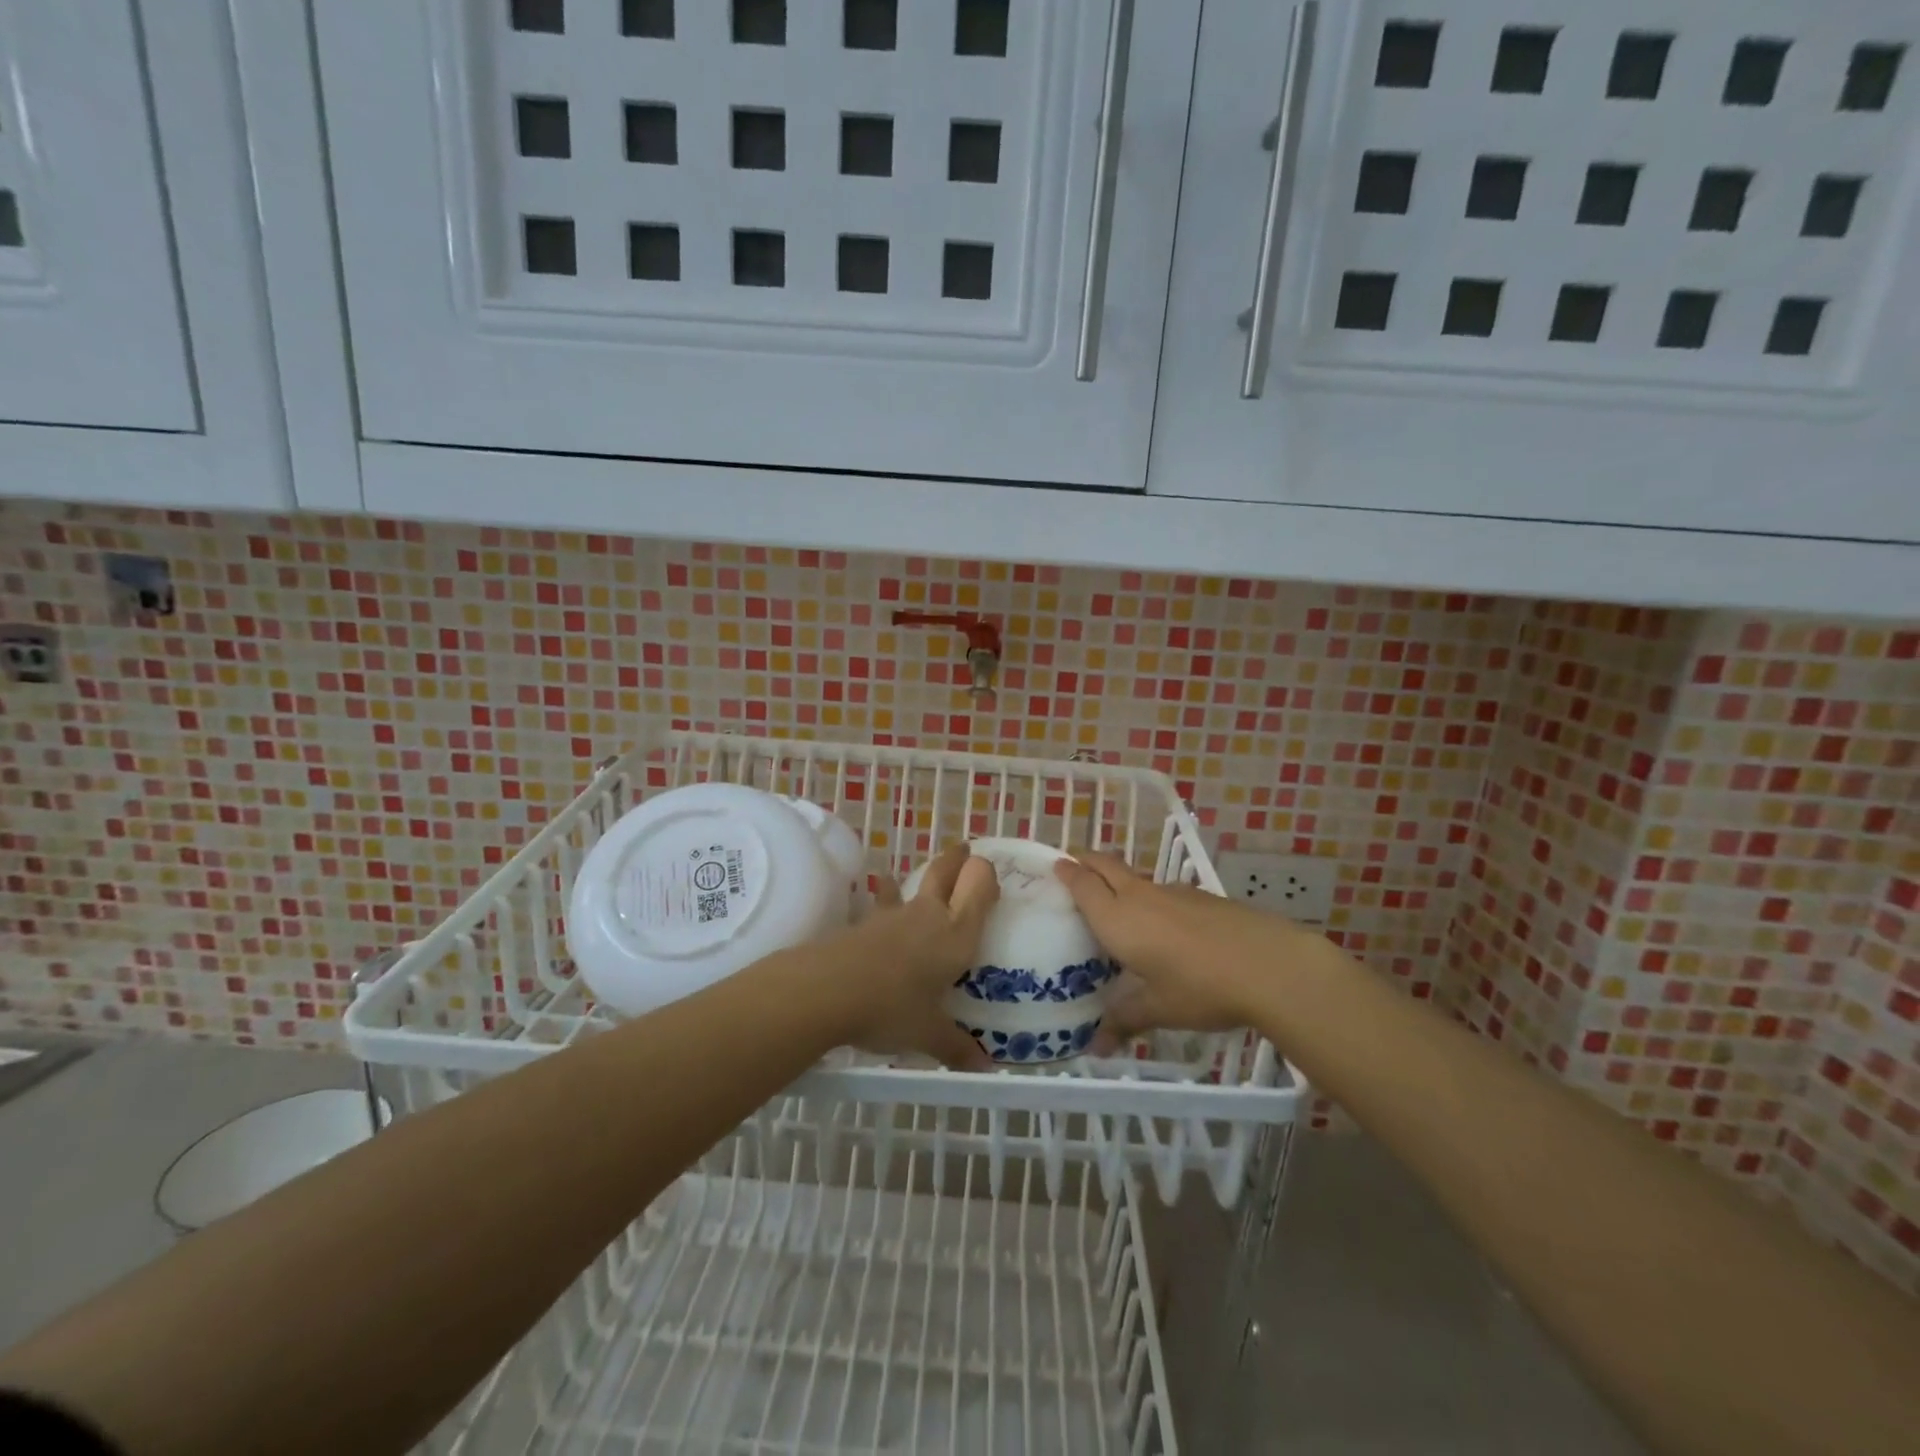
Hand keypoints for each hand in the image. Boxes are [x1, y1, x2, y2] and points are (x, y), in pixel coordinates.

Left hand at [834, 843, 998, 1068]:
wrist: (827, 990)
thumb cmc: (891, 1008)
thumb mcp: (927, 1034)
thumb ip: (956, 1046)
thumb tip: (985, 1068)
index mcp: (955, 935)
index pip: (978, 888)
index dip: (986, 875)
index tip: (991, 874)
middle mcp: (928, 915)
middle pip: (945, 872)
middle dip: (957, 859)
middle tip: (964, 850)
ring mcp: (893, 916)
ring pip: (911, 885)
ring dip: (919, 878)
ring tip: (923, 875)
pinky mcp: (864, 923)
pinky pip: (882, 905)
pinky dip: (885, 898)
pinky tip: (881, 902)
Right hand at [1053, 850, 1317, 1046]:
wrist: (1269, 965)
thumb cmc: (1200, 988)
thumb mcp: (1158, 1010)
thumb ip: (1124, 1022)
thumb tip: (1096, 1048)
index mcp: (1117, 918)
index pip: (1083, 884)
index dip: (1067, 873)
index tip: (1055, 865)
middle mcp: (1139, 896)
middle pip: (1106, 865)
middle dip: (1087, 860)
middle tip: (1073, 862)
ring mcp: (1173, 892)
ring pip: (1136, 877)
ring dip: (1119, 879)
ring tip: (1116, 899)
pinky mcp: (1202, 897)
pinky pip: (1163, 890)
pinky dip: (1150, 897)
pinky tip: (1164, 923)